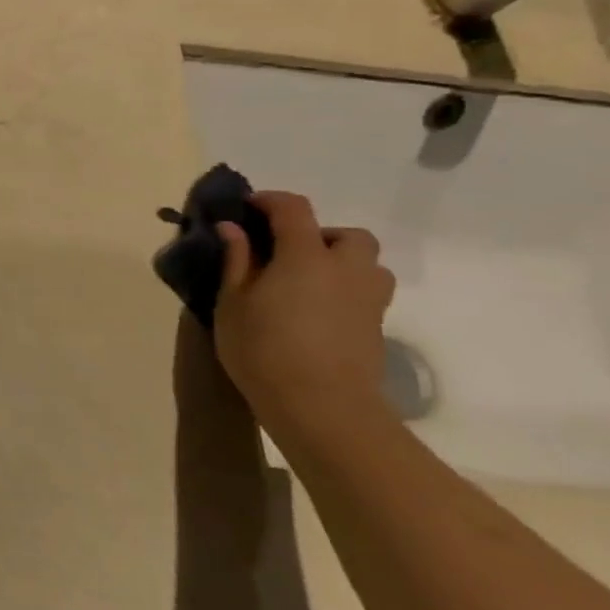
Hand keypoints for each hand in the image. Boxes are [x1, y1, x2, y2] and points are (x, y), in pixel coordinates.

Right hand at [213, 191, 397, 449]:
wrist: (322, 408)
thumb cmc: (264, 350)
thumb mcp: (232, 303)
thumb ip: (236, 260)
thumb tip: (233, 228)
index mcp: (306, 256)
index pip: (294, 209)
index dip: (269, 201)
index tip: (247, 208)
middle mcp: (345, 269)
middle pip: (348, 235)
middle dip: (318, 234)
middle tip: (285, 253)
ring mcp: (368, 300)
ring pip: (368, 265)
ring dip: (341, 263)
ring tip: (307, 282)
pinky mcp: (376, 329)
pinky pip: (366, 294)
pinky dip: (345, 291)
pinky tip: (315, 313)